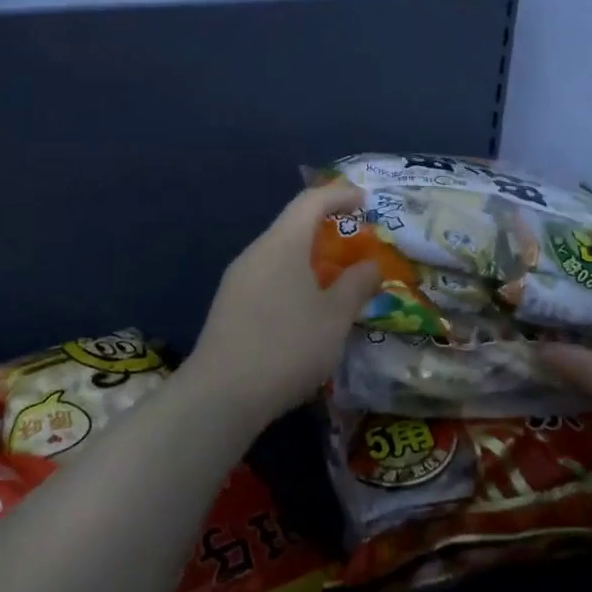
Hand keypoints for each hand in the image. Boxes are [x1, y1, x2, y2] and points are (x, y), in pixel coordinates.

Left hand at [181, 183, 383, 429]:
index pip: (311, 201)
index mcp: (282, 244)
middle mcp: (255, 253)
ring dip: (309, 259)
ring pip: (279, 254)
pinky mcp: (229, 306)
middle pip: (293, 226)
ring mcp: (237, 280)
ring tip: (336, 282)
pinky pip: (268, 277)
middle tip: (356, 247)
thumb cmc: (287, 347)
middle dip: (327, 230)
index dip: (340, 195)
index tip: (366, 202)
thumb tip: (371, 265)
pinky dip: (293, 280)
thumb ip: (357, 285)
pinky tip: (306, 311)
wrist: (220, 396)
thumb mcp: (335, 318)